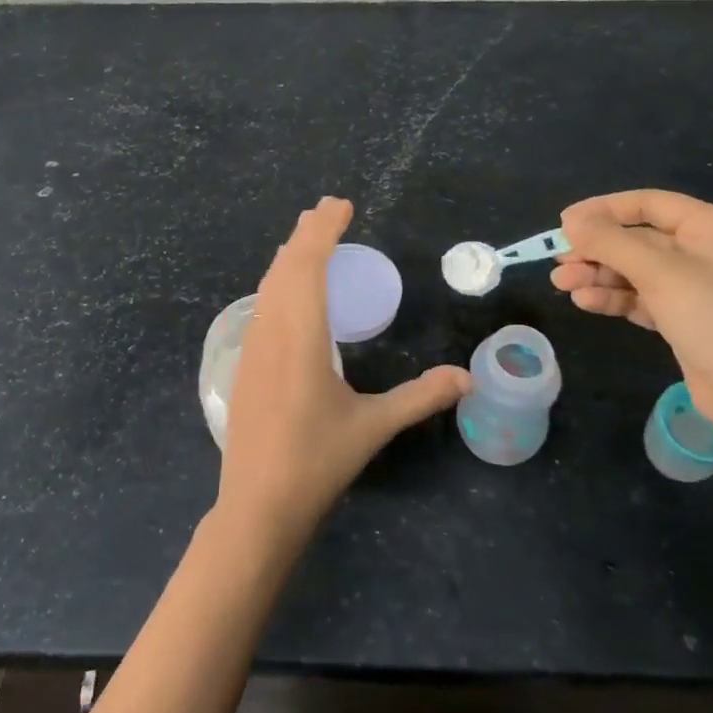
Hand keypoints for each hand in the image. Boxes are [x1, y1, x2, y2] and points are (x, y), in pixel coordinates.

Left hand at [218, 197, 469, 549]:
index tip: (341, 206)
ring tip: (308, 238)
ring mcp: (251, 347)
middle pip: (284, 267)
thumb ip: (420, 397)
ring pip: (267, 285)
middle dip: (306, 234)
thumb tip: (468, 377)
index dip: (323, 231)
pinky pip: (261, 305)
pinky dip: (277, 281)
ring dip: (289, 256)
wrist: (257, 506)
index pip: (307, 266)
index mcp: (301, 337)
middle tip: (328, 210)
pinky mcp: (244, 363)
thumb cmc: (317, 462)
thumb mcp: (373, 426)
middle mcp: (271, 331)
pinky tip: (287, 290)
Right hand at [553, 189, 712, 448]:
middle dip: (596, 249)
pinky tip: (584, 302)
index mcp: (709, 227)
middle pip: (636, 238)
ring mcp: (692, 286)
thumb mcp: (659, 273)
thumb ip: (611, 242)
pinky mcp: (682, 317)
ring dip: (598, 274)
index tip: (564, 223)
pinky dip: (613, 297)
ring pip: (634, 269)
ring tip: (562, 284)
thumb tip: (570, 220)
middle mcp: (702, 250)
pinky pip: (640, 296)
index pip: (648, 204)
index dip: (603, 210)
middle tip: (559, 261)